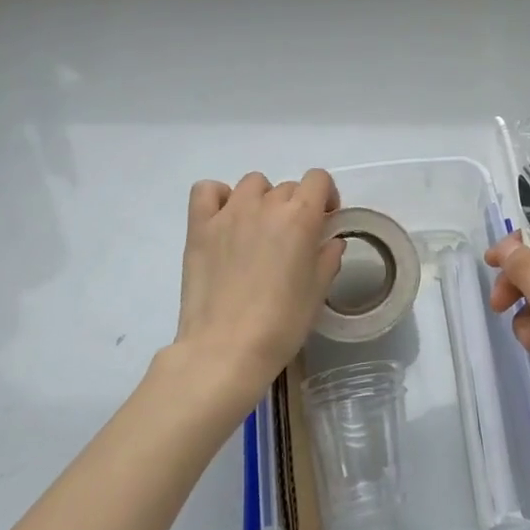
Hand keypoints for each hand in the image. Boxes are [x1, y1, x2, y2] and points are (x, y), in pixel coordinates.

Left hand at [172, 170, 342, 413]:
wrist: (226, 349)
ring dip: (262, 199)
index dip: (326, 196)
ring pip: (252, 184)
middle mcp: (265, 205)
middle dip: (296, 207)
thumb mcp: (318, 292)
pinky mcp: (199, 227)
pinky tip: (225, 220)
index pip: (318, 179)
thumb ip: (328, 258)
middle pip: (287, 187)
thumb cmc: (282, 323)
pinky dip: (219, 197)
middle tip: (291, 241)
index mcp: (300, 217)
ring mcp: (228, 213)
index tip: (325, 220)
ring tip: (258, 230)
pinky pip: (207, 191)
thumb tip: (330, 242)